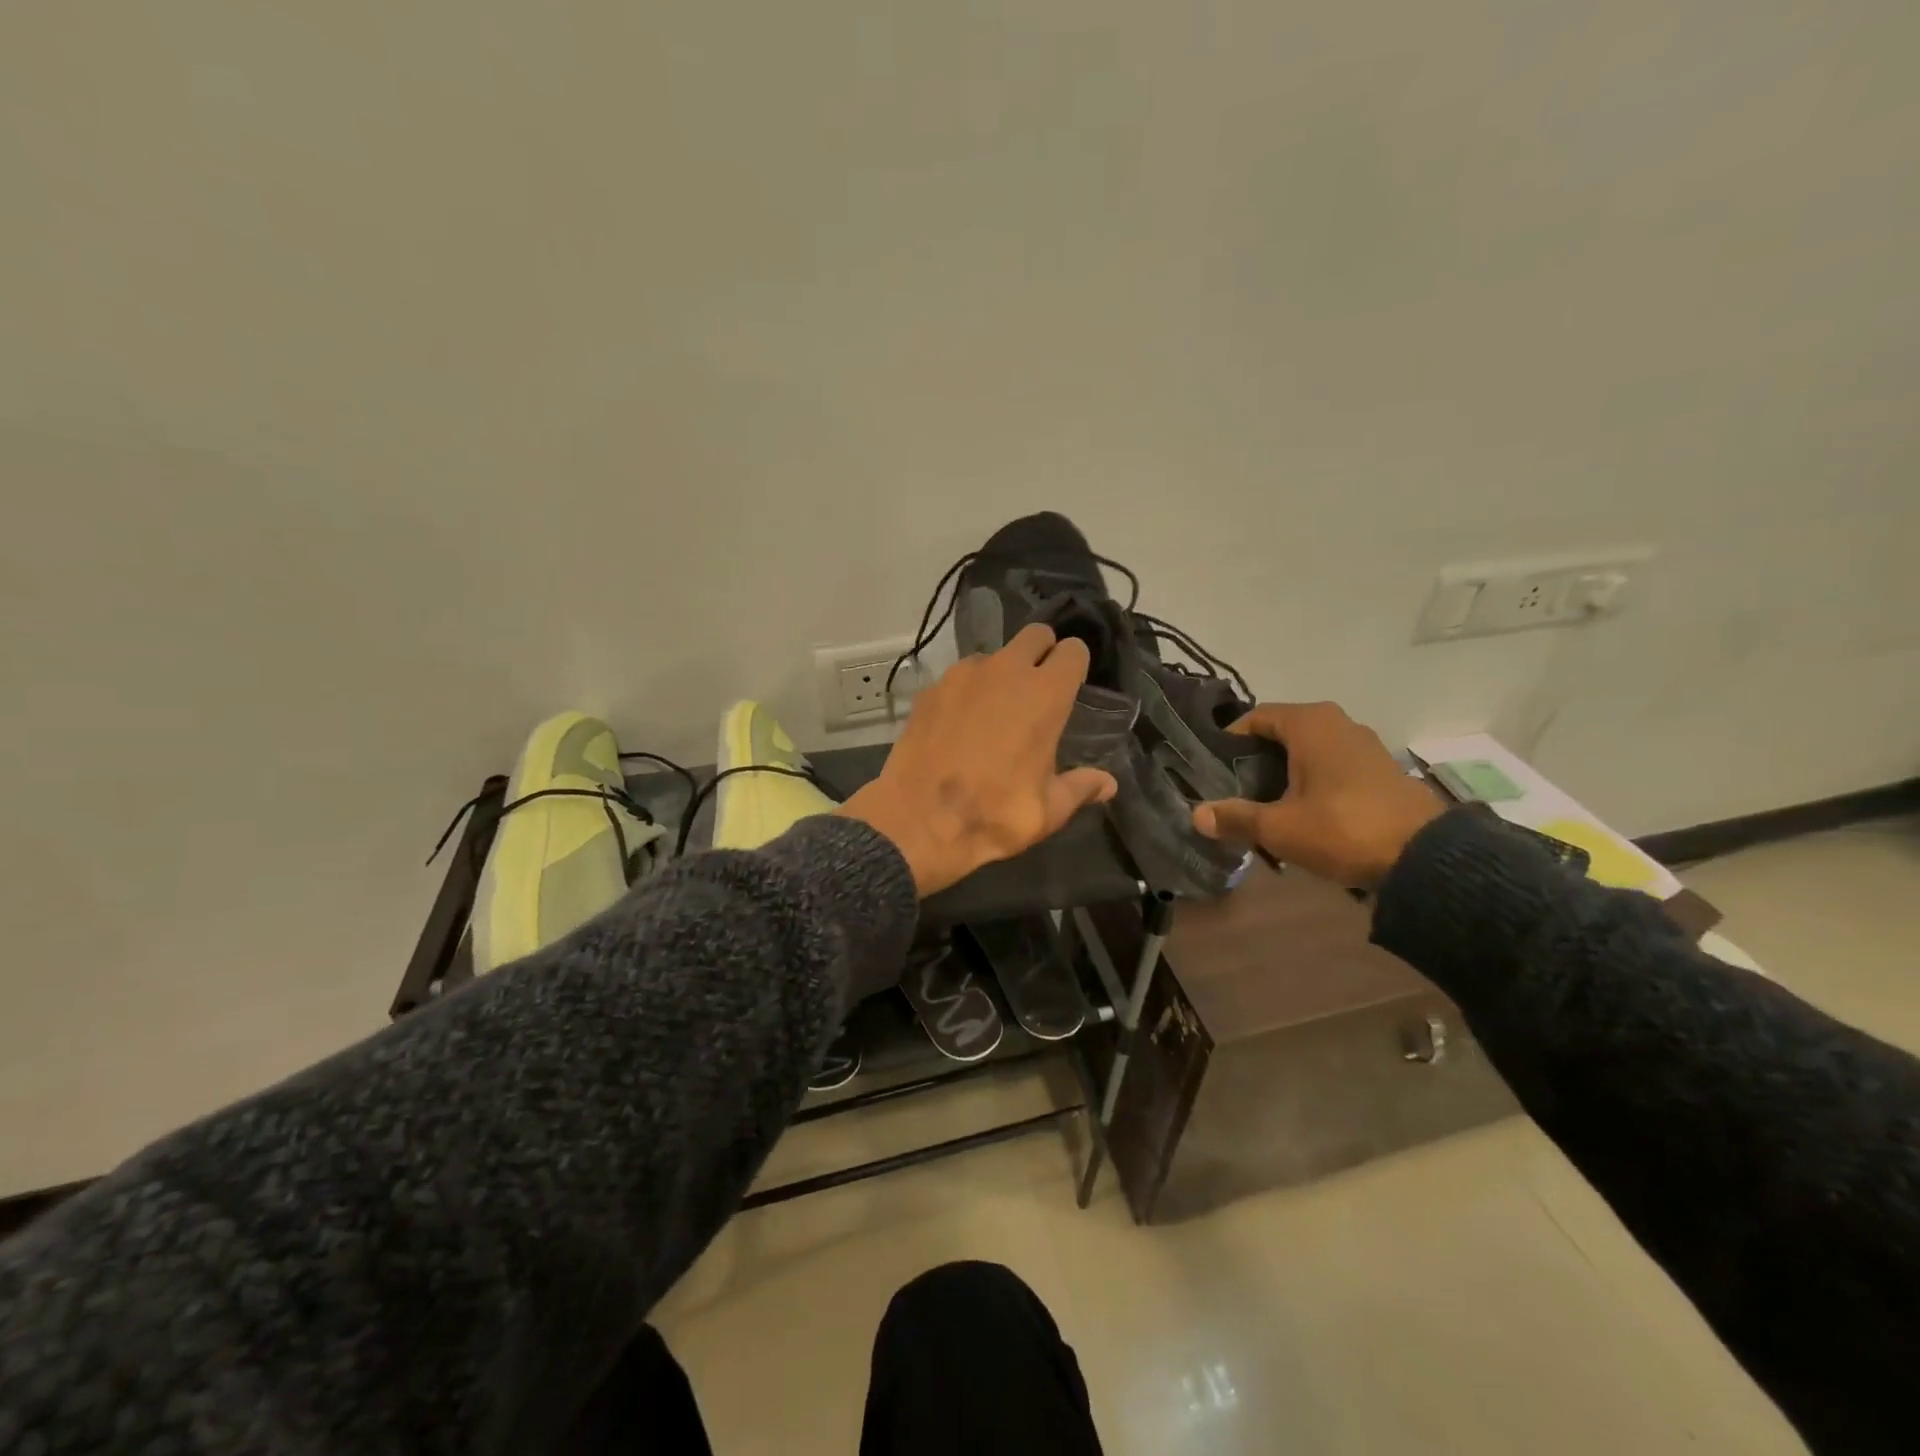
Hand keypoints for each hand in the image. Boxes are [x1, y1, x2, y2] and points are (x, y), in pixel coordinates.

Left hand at [839, 624, 1117, 896]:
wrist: (920, 820)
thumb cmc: (996, 813)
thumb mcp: (1049, 809)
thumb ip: (1081, 787)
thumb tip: (1109, 784)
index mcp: (1045, 694)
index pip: (1073, 650)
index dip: (1075, 665)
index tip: (1072, 687)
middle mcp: (1005, 671)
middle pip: (1035, 635)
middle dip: (1042, 653)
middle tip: (1039, 689)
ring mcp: (962, 675)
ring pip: (993, 655)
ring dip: (1001, 674)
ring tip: (995, 713)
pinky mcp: (930, 689)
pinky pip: (958, 678)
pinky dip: (966, 692)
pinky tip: (959, 726)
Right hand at [1191, 702, 1443, 889]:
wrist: (1424, 857)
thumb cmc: (1342, 828)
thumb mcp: (1279, 827)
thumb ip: (1235, 817)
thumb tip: (1196, 814)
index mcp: (1310, 723)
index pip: (1255, 718)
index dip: (1229, 741)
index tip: (1213, 770)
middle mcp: (1337, 723)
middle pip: (1281, 735)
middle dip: (1255, 762)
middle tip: (1234, 792)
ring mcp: (1364, 745)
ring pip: (1308, 752)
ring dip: (1284, 775)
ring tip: (1265, 807)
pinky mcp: (1380, 770)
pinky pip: (1332, 767)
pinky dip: (1312, 783)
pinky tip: (1303, 815)